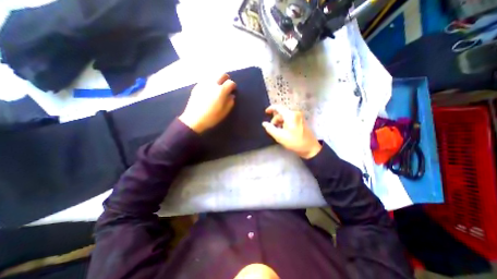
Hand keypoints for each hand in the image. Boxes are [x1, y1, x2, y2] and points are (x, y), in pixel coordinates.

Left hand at [180, 72, 237, 132]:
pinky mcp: (197, 86)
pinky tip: (209, 90)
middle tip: (226, 85)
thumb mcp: (224, 112)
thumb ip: (230, 102)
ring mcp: (203, 84)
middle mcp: (212, 84)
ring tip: (218, 87)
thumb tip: (231, 95)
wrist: (194, 119)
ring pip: (213, 75)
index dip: (233, 86)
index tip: (233, 90)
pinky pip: (206, 80)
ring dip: (218, 79)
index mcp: (221, 91)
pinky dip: (210, 82)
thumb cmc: (211, 117)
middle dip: (226, 78)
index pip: (230, 83)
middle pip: (221, 74)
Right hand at [261, 105, 322, 158]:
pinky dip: (285, 123)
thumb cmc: (295, 142)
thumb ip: (270, 129)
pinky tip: (284, 131)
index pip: (278, 107)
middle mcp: (295, 113)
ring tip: (279, 132)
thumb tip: (264, 123)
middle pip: (281, 113)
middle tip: (273, 129)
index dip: (271, 108)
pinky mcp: (301, 120)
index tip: (265, 112)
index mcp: (290, 115)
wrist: (310, 148)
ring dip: (280, 122)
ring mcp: (299, 117)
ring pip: (285, 116)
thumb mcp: (280, 136)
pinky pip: (290, 119)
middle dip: (275, 120)